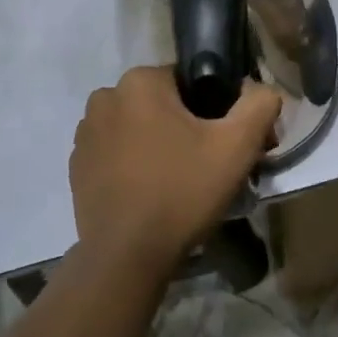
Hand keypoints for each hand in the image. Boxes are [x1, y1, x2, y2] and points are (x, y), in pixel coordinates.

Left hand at [69, 66, 281, 275]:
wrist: (126, 256)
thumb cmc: (182, 192)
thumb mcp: (236, 147)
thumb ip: (259, 105)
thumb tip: (261, 89)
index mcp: (140, 81)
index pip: (189, 81)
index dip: (215, 109)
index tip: (229, 144)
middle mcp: (105, 97)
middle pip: (162, 103)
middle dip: (187, 127)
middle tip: (209, 167)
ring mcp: (85, 133)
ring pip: (138, 127)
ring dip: (158, 144)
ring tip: (180, 183)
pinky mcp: (76, 165)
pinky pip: (116, 152)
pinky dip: (134, 164)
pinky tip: (150, 193)